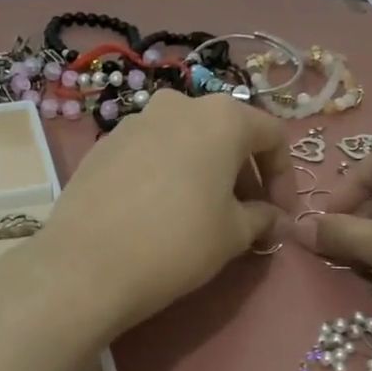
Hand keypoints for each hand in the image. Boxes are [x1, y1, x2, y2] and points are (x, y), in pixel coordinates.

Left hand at [34, 91, 294, 335]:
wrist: (87, 264)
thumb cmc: (178, 241)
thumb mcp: (234, 234)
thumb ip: (263, 218)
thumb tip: (277, 220)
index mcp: (221, 116)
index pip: (272, 135)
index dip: (285, 177)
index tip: (282, 216)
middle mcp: (178, 106)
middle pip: (226, 134)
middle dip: (244, 175)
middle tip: (248, 218)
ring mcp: (134, 122)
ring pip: (186, 142)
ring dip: (205, 173)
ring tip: (204, 216)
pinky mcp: (103, 146)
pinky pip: (150, 153)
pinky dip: (168, 175)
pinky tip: (160, 213)